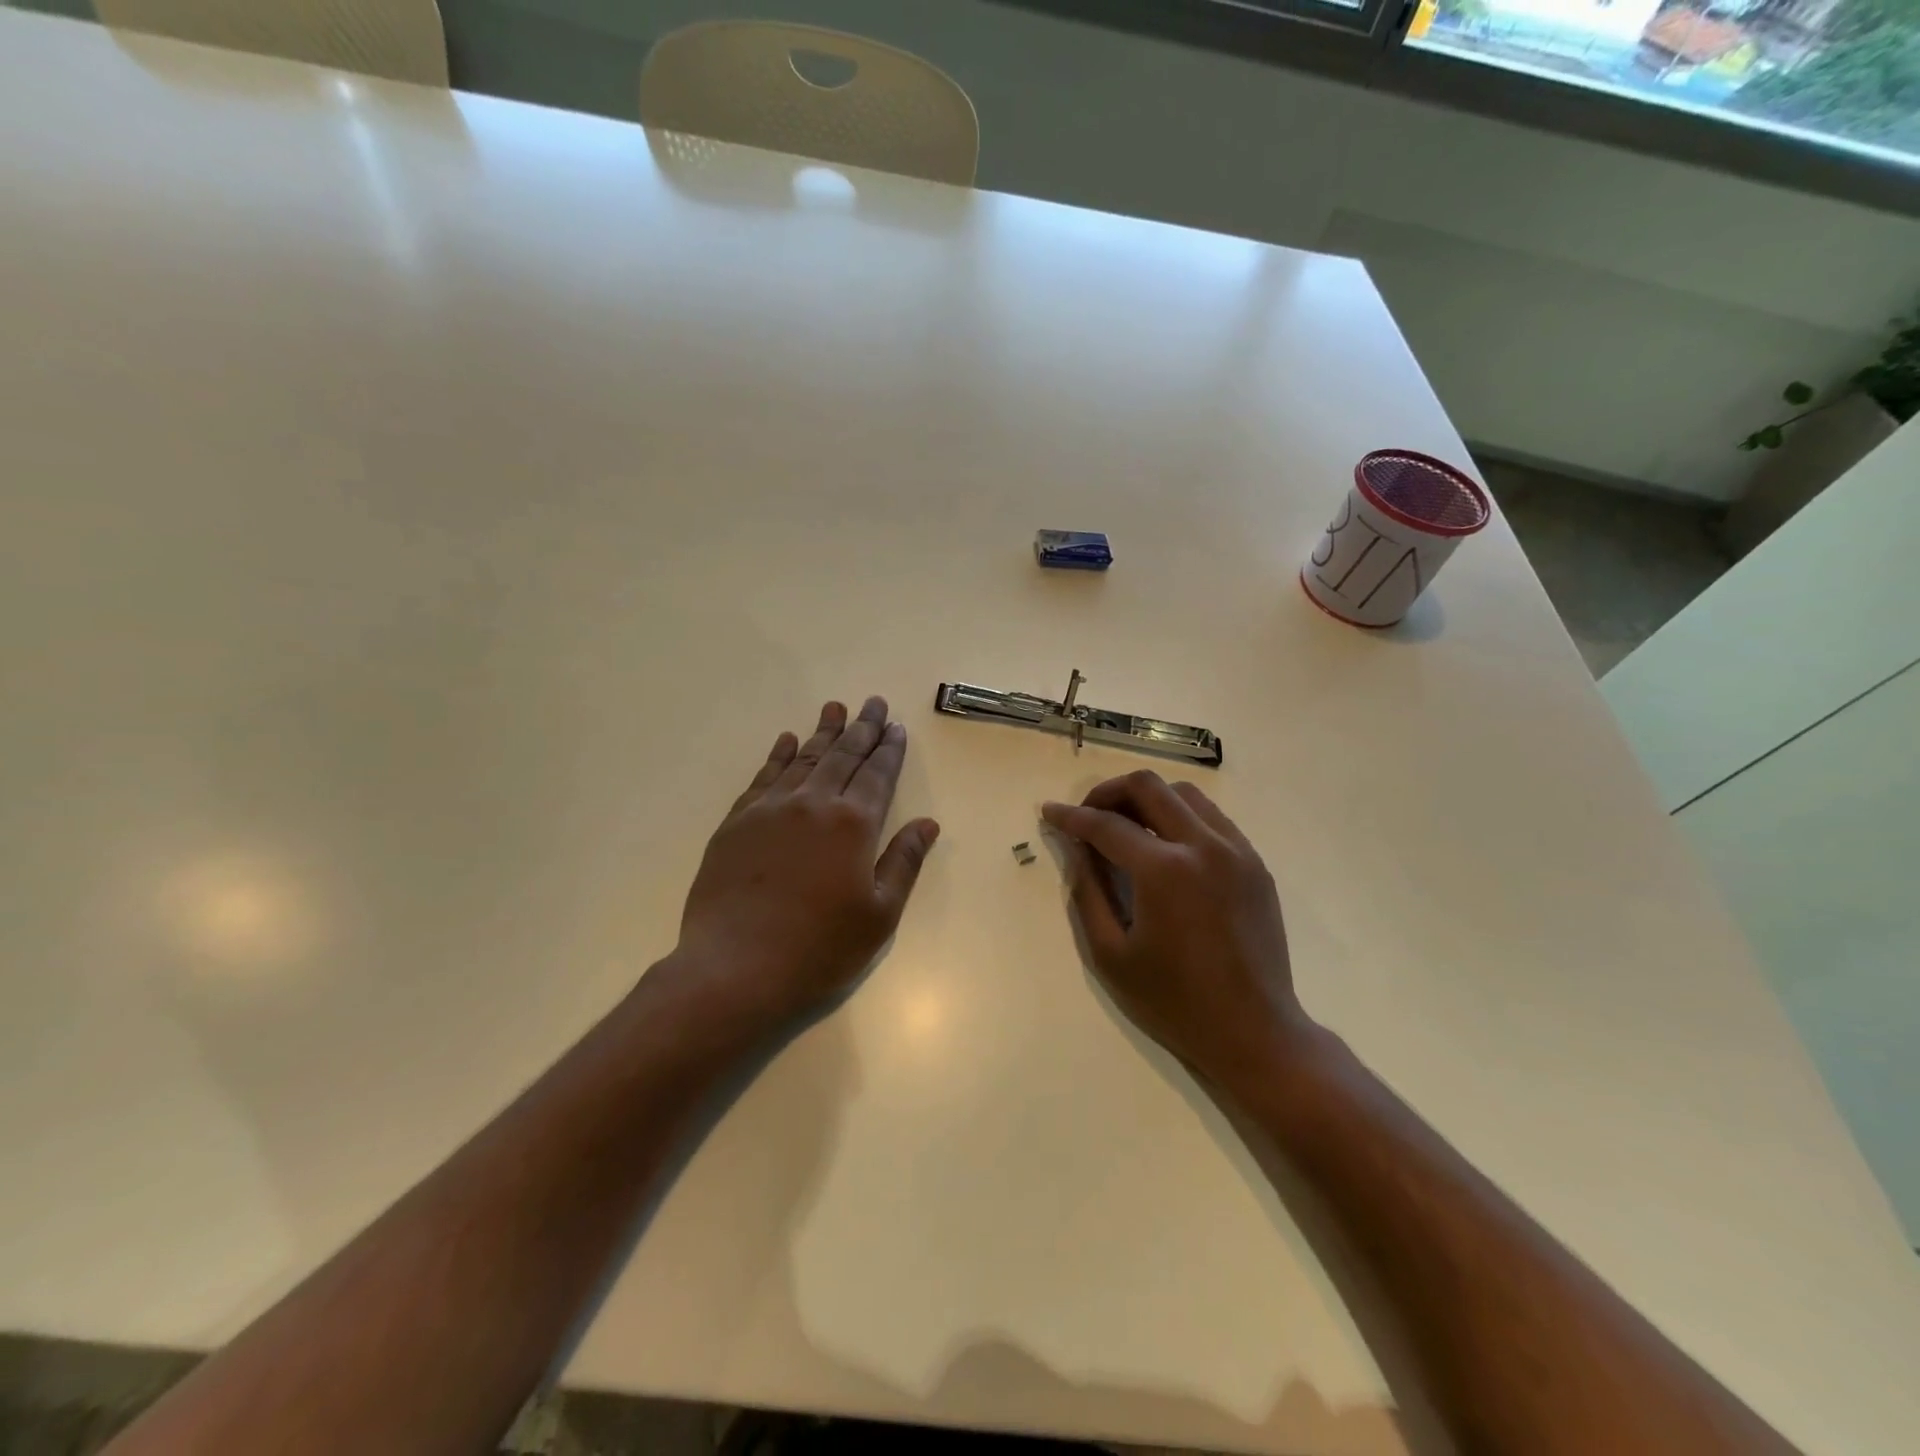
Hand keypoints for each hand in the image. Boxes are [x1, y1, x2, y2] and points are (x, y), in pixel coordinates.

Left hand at [674, 696, 940, 1022]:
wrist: (735, 970)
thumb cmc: (819, 949)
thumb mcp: (879, 915)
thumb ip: (903, 862)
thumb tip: (927, 823)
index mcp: (853, 824)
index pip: (877, 775)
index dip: (889, 749)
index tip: (896, 727)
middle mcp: (813, 804)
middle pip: (843, 756)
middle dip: (862, 728)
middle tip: (874, 703)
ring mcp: (770, 810)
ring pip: (804, 759)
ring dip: (823, 732)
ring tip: (835, 708)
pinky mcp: (736, 823)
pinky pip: (763, 777)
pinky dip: (779, 755)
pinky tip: (787, 741)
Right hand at [1042, 771, 1310, 1087]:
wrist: (1254, 1032)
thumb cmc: (1174, 1001)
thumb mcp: (1111, 954)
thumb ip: (1088, 892)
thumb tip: (1075, 848)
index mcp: (1164, 871)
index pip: (1107, 825)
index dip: (1071, 816)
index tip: (1049, 812)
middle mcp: (1203, 846)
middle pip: (1148, 787)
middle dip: (1108, 792)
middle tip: (1087, 816)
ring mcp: (1236, 851)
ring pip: (1184, 794)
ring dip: (1147, 799)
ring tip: (1125, 826)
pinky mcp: (1255, 863)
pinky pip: (1212, 817)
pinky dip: (1180, 816)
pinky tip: (1165, 844)